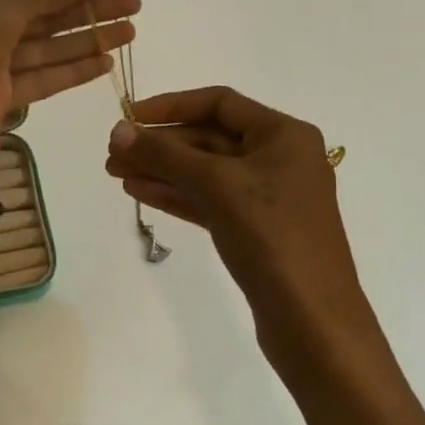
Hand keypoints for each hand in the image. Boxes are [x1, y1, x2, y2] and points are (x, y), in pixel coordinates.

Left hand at [0, 0, 138, 137]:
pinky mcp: (3, 95)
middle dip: (90, 8)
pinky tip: (106, 62)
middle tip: (133, 3)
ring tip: (130, 31)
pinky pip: (44, 78)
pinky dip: (74, 70)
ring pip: (50, 46)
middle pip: (47, 14)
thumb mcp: (6, 0)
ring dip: (90, 38)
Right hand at [104, 86, 381, 389]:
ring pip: (205, 172)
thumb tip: (118, 131)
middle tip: (112, 154)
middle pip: (209, 138)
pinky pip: (208, 200)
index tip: (129, 117)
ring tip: (115, 173)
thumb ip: (165, 155)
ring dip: (160, 170)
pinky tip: (139, 192)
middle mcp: (278, 158)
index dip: (170, 106)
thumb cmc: (272, 237)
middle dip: (160, 145)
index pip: (219, 103)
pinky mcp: (254, 229)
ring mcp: (267, 196)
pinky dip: (175, 195)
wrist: (312, 321)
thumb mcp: (217, 185)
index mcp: (284, 135)